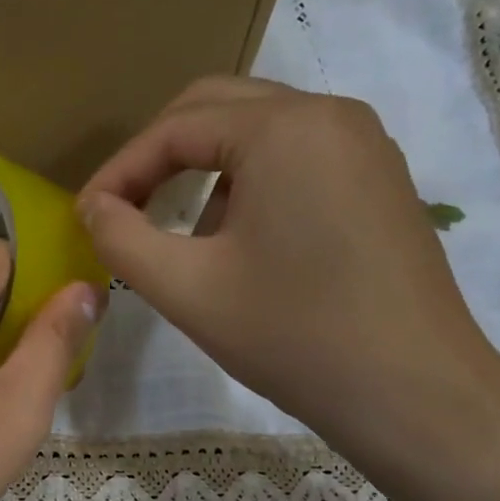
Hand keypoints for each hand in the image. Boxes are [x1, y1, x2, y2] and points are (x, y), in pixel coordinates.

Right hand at [78, 76, 499, 465]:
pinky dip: (251, 184)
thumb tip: (93, 208)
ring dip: (206, 172)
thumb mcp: (187, 289)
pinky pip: (297, 158)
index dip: (120, 170)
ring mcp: (365, 145)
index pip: (175, 127)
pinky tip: (242, 244)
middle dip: (160, 157)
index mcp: (283, 128)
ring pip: (259, 133)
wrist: (412, 392)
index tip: (87, 216)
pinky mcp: (380, 180)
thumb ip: (122, 239)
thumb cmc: (292, 336)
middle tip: (123, 209)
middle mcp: (330, 115)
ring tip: (184, 238)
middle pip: (218, 109)